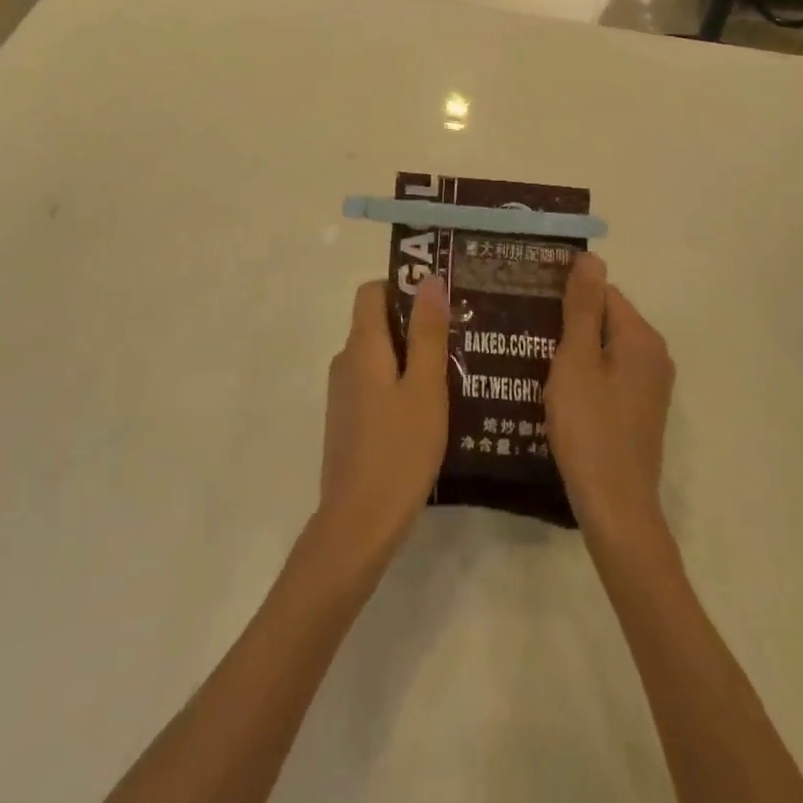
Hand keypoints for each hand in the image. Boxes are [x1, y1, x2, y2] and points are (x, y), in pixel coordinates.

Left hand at [315, 277, 449, 567]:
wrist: (358, 524)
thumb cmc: (399, 451)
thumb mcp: (425, 388)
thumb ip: (428, 333)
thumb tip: (429, 278)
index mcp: (362, 346)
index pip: (372, 291)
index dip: (403, 286)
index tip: (440, 301)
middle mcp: (346, 361)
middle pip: (377, 322)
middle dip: (415, 323)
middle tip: (459, 337)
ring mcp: (344, 392)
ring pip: (379, 355)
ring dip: (411, 356)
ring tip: (454, 372)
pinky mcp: (348, 419)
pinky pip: (375, 382)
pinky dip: (400, 382)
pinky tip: (430, 408)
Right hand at [545, 253, 674, 537]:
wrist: (615, 506)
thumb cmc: (590, 426)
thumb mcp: (576, 360)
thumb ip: (582, 307)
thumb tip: (591, 256)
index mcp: (641, 338)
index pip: (602, 292)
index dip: (565, 293)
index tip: (528, 301)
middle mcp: (654, 355)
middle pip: (605, 318)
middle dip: (567, 320)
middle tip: (522, 327)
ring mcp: (650, 386)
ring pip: (604, 348)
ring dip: (572, 348)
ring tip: (530, 354)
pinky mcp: (639, 409)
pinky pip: (608, 374)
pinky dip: (584, 372)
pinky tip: (553, 386)